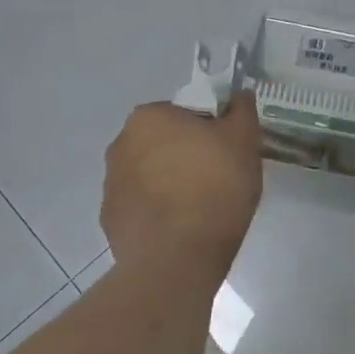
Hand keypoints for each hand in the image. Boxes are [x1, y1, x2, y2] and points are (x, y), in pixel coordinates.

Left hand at [101, 93, 263, 277]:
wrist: (178, 257)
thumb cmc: (215, 186)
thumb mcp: (244, 140)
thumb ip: (242, 110)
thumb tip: (238, 95)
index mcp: (149, 117)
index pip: (185, 113)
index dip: (210, 130)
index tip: (227, 150)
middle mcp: (120, 144)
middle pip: (164, 142)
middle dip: (186, 155)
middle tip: (218, 177)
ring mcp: (110, 185)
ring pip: (151, 174)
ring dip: (171, 183)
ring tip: (201, 208)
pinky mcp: (110, 221)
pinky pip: (142, 206)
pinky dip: (159, 212)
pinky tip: (183, 228)